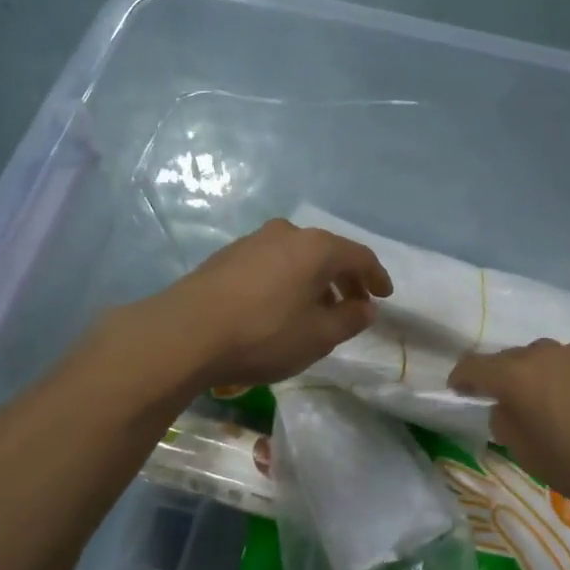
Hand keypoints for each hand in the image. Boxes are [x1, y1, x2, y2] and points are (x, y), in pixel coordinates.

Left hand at [148, 219, 391, 389]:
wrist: (185, 333)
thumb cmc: (263, 334)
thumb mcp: (318, 336)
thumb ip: (350, 319)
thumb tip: (366, 307)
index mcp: (316, 247)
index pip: (359, 256)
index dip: (376, 276)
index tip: (384, 296)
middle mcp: (286, 233)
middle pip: (327, 252)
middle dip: (344, 279)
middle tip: (353, 305)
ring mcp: (252, 241)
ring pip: (297, 257)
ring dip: (313, 280)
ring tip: (316, 310)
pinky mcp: (226, 256)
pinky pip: (271, 263)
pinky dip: (286, 280)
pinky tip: (279, 307)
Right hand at [449, 341, 569, 520]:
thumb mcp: (527, 454)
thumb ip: (505, 423)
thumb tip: (505, 407)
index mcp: (516, 376)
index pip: (473, 366)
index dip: (461, 378)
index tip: (458, 390)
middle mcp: (542, 354)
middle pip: (507, 359)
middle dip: (499, 377)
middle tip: (503, 403)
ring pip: (540, 359)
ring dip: (532, 375)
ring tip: (543, 403)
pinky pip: (568, 364)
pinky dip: (561, 378)